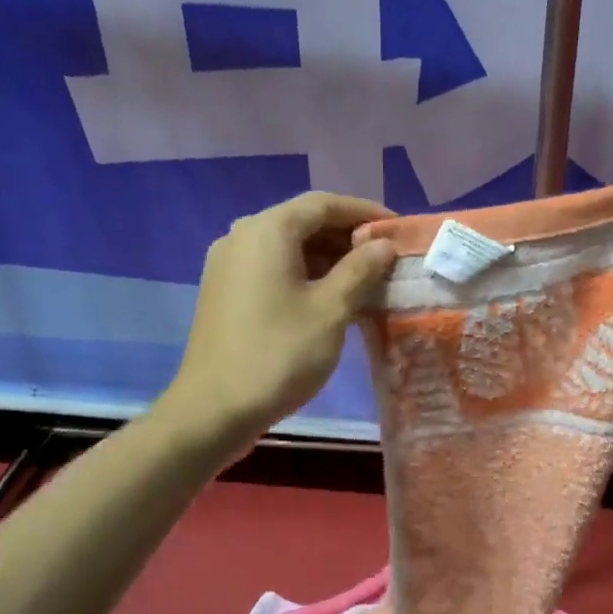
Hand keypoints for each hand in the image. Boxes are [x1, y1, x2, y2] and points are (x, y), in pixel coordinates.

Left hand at [166, 191, 397, 444]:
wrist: (214, 410)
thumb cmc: (279, 354)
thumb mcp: (331, 310)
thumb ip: (361, 269)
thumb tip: (384, 244)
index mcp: (268, 230)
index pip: (325, 203)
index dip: (366, 212)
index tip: (399, 229)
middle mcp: (243, 236)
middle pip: (304, 221)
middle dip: (348, 236)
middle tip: (387, 258)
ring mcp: (229, 264)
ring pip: (289, 246)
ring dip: (329, 257)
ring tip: (367, 280)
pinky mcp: (226, 291)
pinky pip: (273, 268)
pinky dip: (306, 274)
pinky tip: (332, 298)